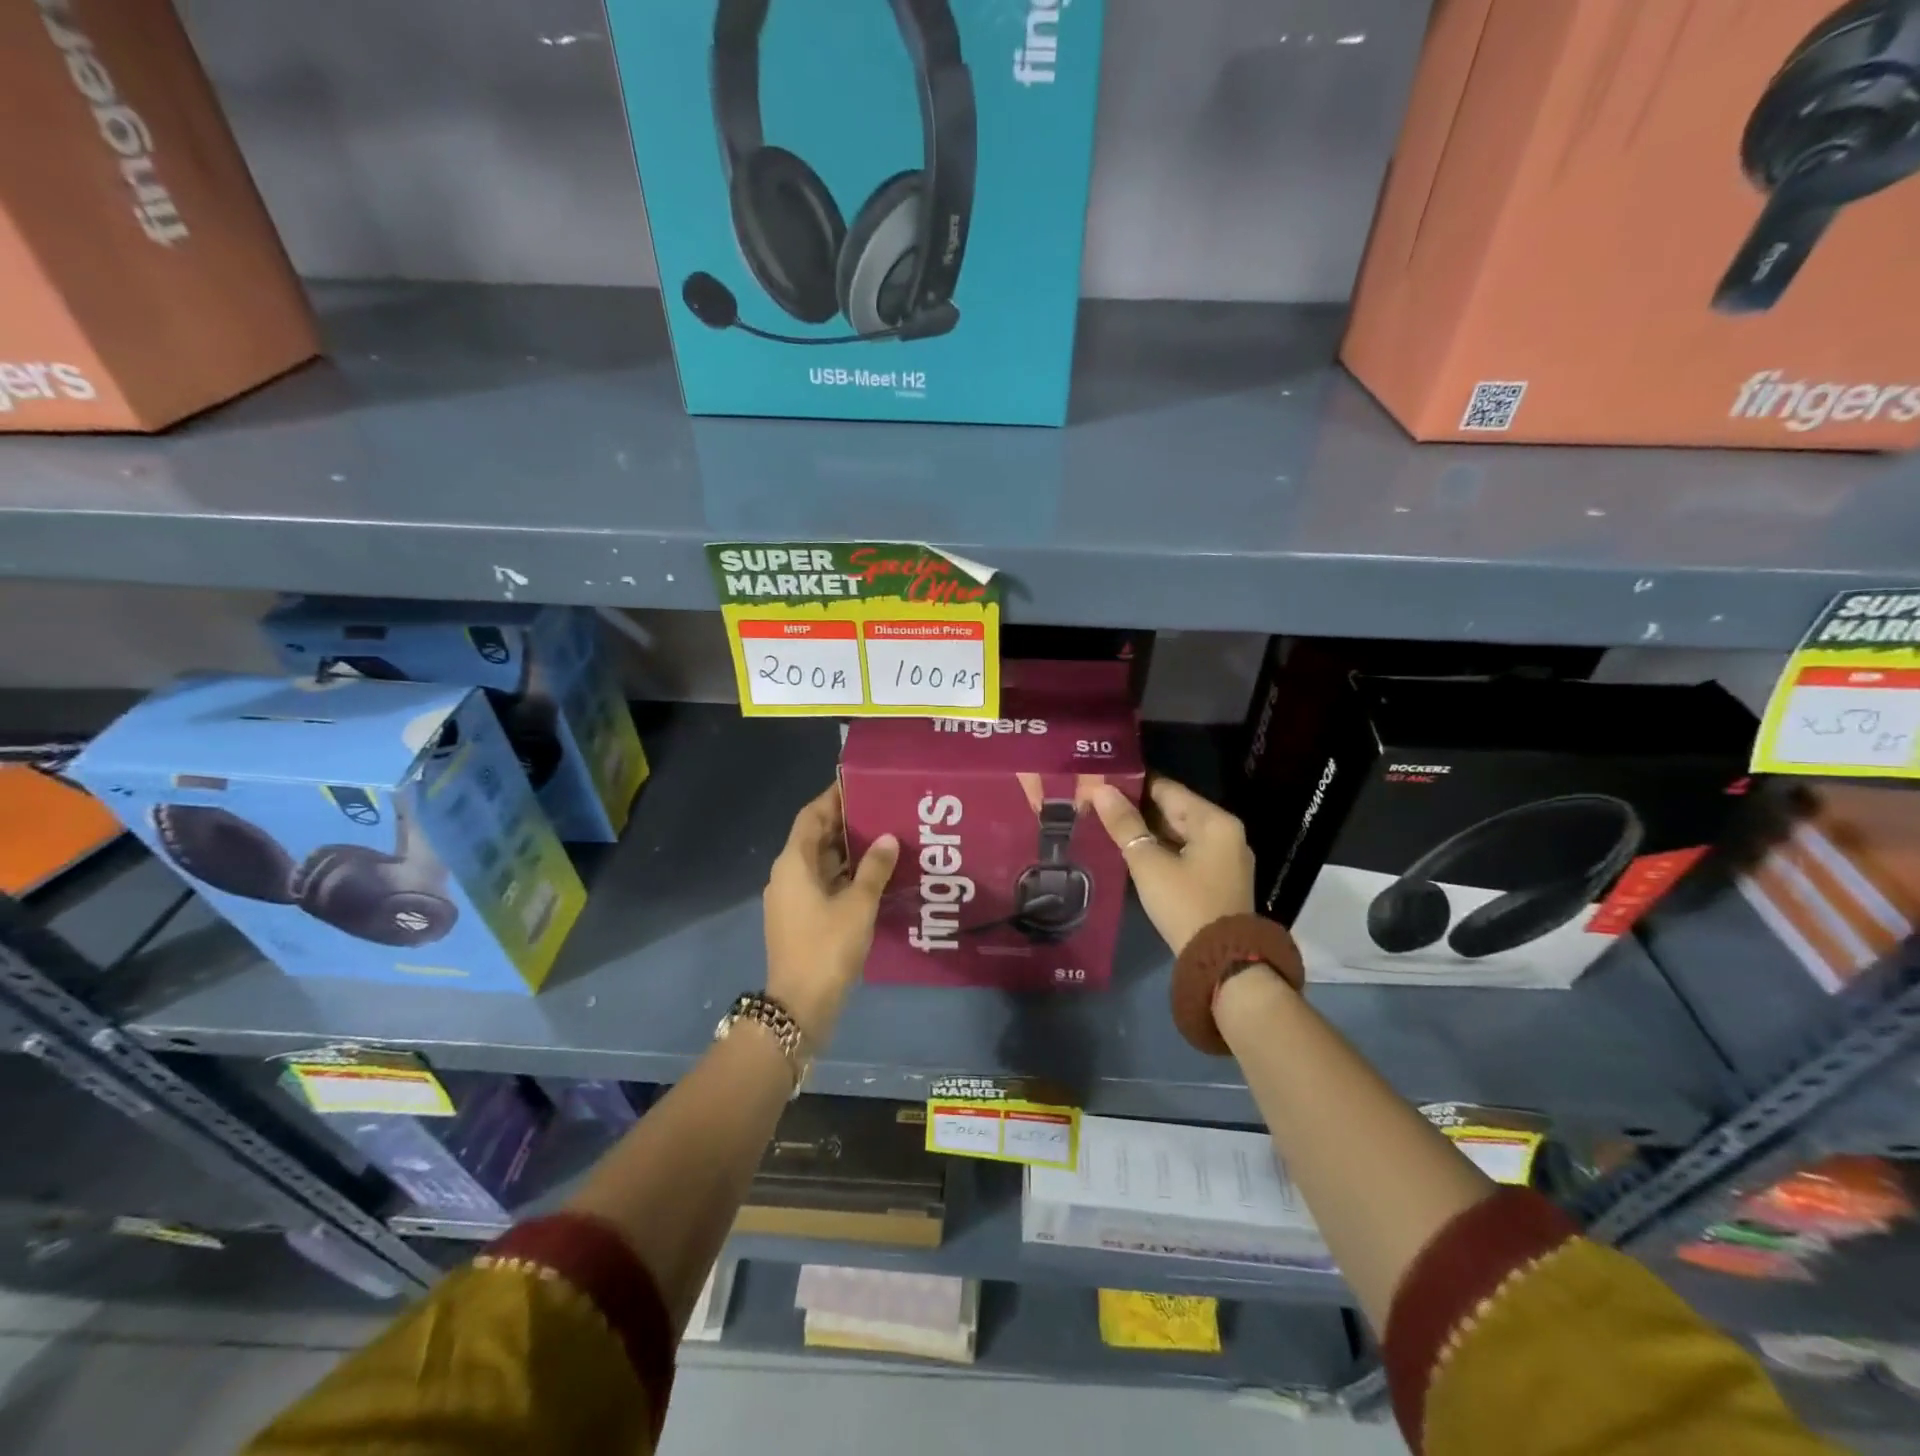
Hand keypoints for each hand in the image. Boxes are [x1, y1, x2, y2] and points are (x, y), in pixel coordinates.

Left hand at [763, 784, 898, 1047]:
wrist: (799, 1006)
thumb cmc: (827, 947)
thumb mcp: (858, 904)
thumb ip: (874, 868)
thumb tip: (888, 838)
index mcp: (794, 862)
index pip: (811, 816)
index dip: (833, 798)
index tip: (861, 784)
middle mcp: (787, 874)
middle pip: (815, 837)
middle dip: (845, 823)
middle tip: (882, 810)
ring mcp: (791, 898)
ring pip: (820, 862)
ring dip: (847, 850)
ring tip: (884, 838)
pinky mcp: (800, 918)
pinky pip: (823, 883)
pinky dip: (845, 874)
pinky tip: (874, 875)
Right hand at [1092, 777, 1254, 954]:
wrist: (1223, 963)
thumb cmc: (1185, 904)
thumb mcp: (1149, 863)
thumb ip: (1125, 825)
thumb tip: (1100, 789)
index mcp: (1214, 821)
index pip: (1166, 788)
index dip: (1131, 784)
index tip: (1100, 782)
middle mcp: (1225, 832)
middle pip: (1174, 809)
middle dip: (1136, 808)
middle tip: (1097, 803)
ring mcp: (1224, 857)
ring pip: (1178, 832)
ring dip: (1146, 830)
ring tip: (1107, 823)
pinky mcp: (1218, 879)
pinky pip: (1184, 851)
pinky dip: (1160, 848)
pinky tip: (1131, 850)